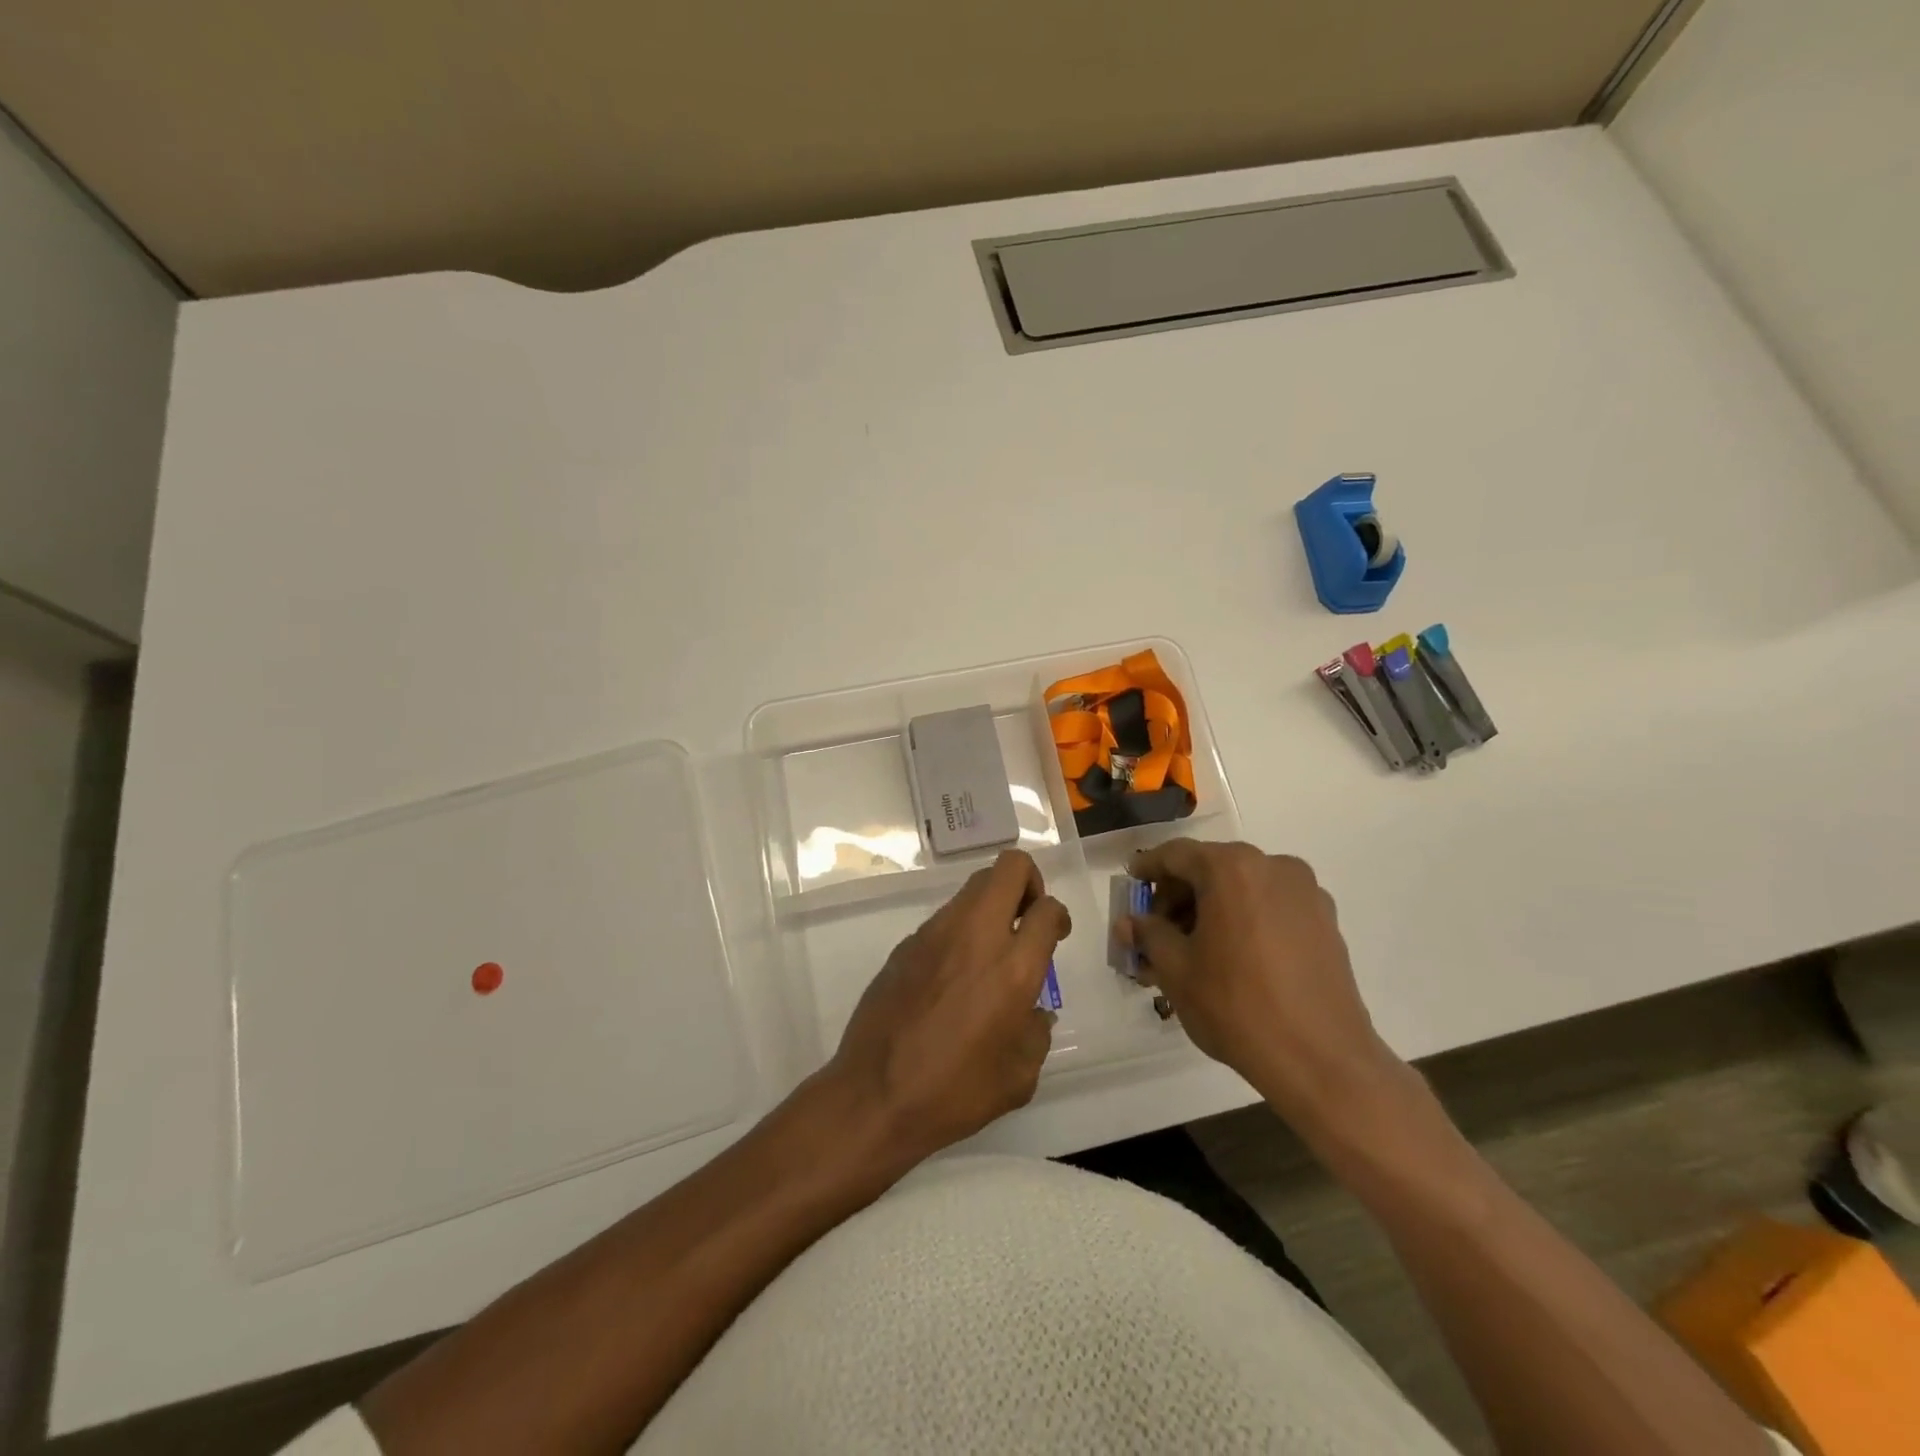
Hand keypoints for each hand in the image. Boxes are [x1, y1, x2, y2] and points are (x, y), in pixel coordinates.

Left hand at [828, 849, 1070, 1163]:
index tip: (1054, 935)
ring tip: (990, 949)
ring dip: (992, 904)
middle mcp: (975, 936)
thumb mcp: (1019, 1076)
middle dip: (1028, 881)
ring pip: (973, 887)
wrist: (875, 1097)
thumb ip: (1036, 1033)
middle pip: (1008, 868)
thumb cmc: (955, 1093)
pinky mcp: (906, 944)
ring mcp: (935, 934)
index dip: (1057, 916)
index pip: (1047, 909)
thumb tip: (1033, 1012)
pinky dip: (960, 930)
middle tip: (1027, 919)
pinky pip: (944, 918)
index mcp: (1012, 968)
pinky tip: (953, 974)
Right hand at [1124, 840, 1401, 1133]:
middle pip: (1211, 869)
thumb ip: (1148, 935)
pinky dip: (1242, 920)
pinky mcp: (1325, 922)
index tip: (1131, 884)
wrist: (1321, 1060)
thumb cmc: (1236, 1006)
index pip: (1176, 855)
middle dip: (1178, 897)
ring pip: (1241, 889)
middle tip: (1155, 931)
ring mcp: (1305, 893)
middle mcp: (1273, 867)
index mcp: (1232, 869)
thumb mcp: (1176, 970)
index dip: (1148, 868)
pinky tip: (1228, 957)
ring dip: (1210, 910)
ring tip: (1189, 951)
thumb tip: (1130, 923)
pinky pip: (1269, 907)